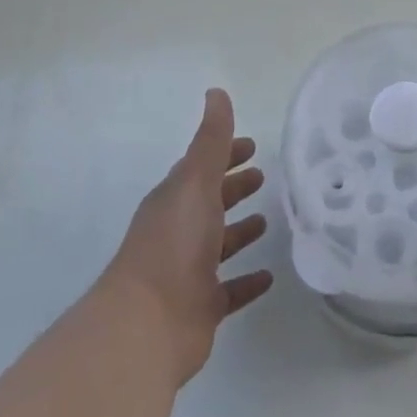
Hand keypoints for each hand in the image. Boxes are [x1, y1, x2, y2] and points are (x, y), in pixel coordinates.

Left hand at [104, 88, 272, 385]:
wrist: (148, 324)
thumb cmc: (174, 242)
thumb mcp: (196, 181)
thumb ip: (211, 139)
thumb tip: (216, 92)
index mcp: (174, 199)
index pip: (201, 168)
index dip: (225, 154)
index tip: (252, 145)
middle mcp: (178, 232)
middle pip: (209, 203)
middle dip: (233, 188)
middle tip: (262, 176)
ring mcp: (188, 272)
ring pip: (218, 246)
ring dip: (240, 232)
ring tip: (267, 221)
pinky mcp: (201, 308)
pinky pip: (229, 290)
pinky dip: (247, 282)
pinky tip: (269, 277)